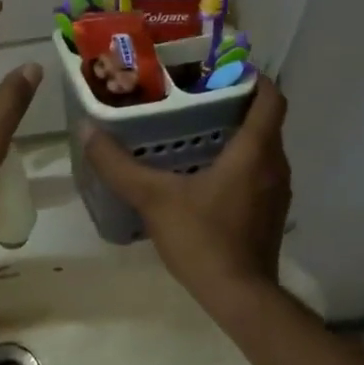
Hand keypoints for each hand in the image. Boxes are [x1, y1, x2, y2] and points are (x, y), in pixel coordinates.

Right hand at [80, 79, 289, 301]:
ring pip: (262, 147)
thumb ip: (119, 164)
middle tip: (195, 93)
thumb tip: (87, 130)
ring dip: (237, 132)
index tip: (221, 66)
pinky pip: (258, 171)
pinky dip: (239, 160)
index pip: (271, 97)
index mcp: (255, 151)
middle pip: (264, 120)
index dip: (253, 76)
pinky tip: (204, 171)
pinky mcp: (270, 213)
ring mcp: (276, 191)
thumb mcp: (153, 198)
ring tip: (195, 126)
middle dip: (235, 101)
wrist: (240, 298)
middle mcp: (275, 165)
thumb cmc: (203, 239)